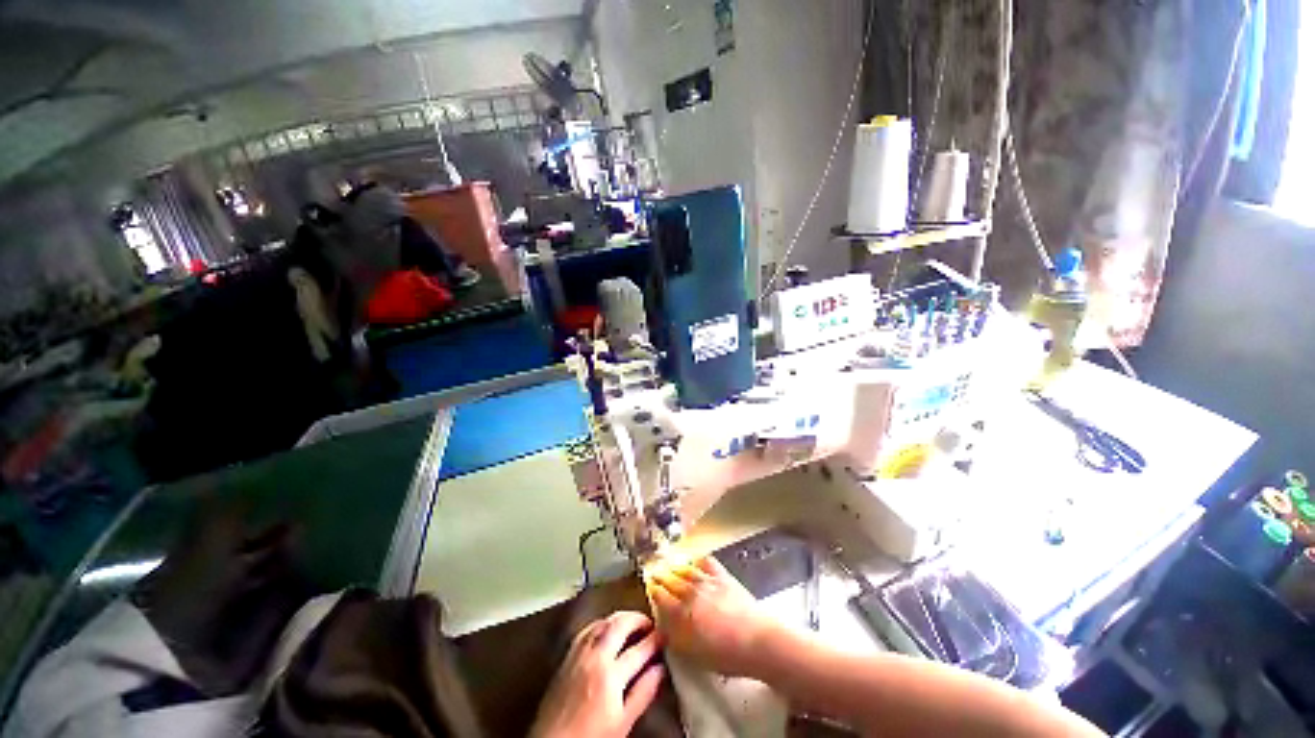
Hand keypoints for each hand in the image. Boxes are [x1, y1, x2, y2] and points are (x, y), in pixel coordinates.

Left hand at [530, 611, 666, 737]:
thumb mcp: (623, 723)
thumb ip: (643, 693)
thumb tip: (660, 670)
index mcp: (610, 675)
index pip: (640, 649)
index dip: (656, 640)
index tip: (666, 636)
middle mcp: (594, 656)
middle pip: (620, 624)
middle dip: (639, 619)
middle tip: (651, 624)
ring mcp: (578, 652)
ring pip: (603, 621)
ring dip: (621, 618)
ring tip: (632, 624)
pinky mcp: (567, 655)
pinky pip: (588, 628)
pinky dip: (602, 623)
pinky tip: (607, 628)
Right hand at [646, 556, 778, 677]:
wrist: (757, 641)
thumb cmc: (725, 656)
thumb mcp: (693, 654)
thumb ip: (675, 637)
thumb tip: (663, 626)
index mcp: (681, 612)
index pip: (661, 597)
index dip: (653, 591)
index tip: (649, 587)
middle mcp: (691, 592)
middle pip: (672, 580)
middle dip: (662, 577)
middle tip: (655, 573)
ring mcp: (708, 581)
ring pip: (687, 570)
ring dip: (676, 568)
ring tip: (671, 566)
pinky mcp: (723, 576)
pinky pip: (707, 563)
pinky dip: (699, 561)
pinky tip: (696, 561)